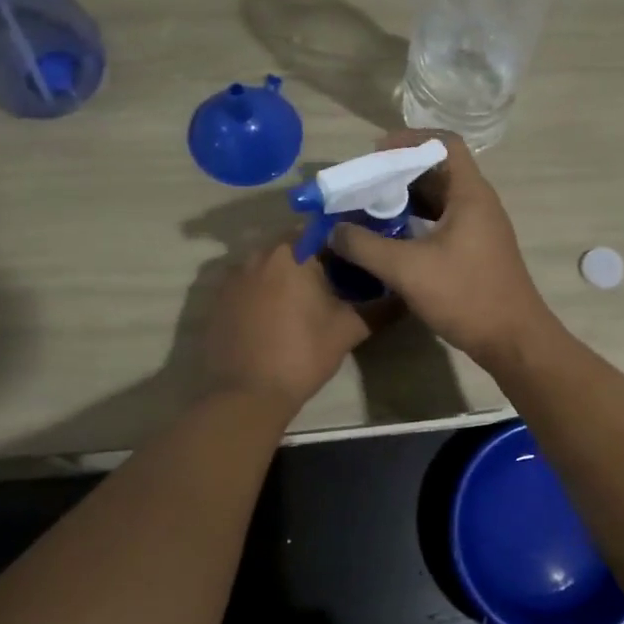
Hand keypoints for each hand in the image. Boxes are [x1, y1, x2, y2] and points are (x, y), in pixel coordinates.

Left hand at [202, 239, 371, 409]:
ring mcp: (232, 276)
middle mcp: (257, 254)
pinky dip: (264, 292)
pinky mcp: (218, 299)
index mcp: (291, 252)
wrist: (245, 395)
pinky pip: (248, 284)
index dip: (342, 241)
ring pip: (268, 264)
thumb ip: (380, 308)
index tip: (356, 258)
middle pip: (293, 245)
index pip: (322, 229)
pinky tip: (276, 317)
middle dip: (314, 258)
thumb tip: (405, 297)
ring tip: (307, 300)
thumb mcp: (348, 330)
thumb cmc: (302, 354)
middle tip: (336, 281)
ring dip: (287, 275)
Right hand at [328, 132, 556, 366]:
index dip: (410, 140)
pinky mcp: (475, 250)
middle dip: (399, 171)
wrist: (513, 340)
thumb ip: (365, 247)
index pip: (444, 143)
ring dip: (406, 198)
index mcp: (470, 194)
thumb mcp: (407, 269)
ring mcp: (479, 228)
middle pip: (438, 170)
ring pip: (439, 198)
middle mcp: (478, 203)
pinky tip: (390, 236)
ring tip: (370, 207)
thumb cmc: (465, 295)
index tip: (376, 153)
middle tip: (364, 182)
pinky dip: (416, 221)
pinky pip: (442, 221)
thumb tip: (333, 231)